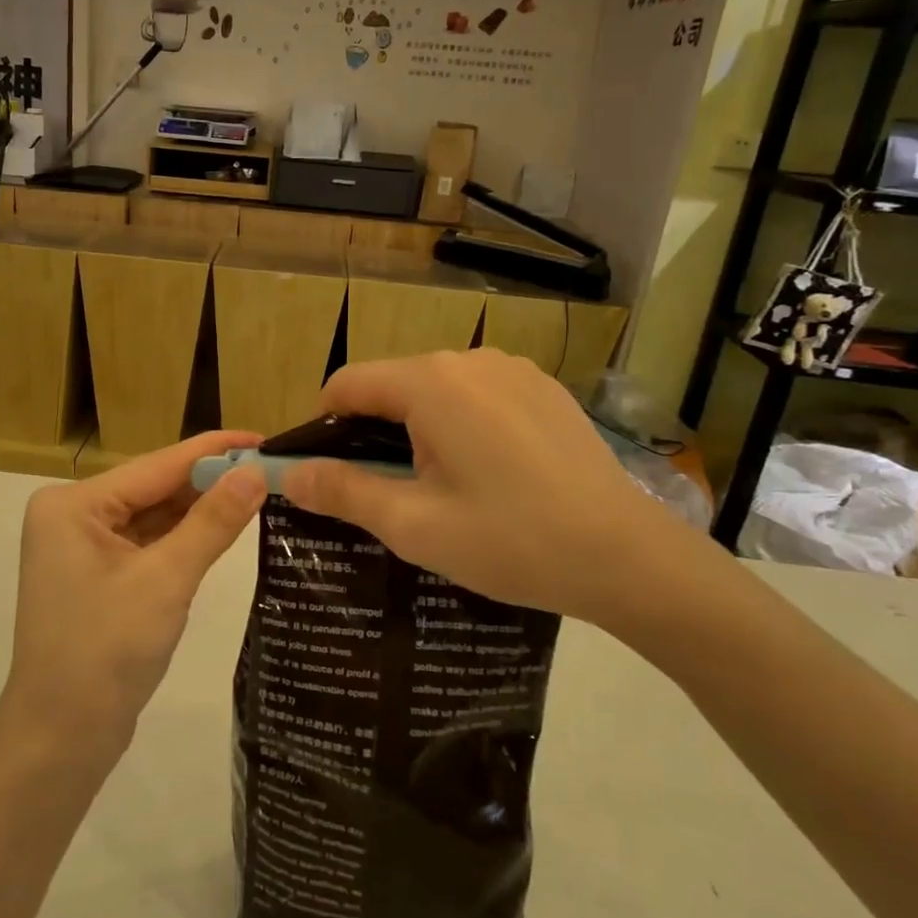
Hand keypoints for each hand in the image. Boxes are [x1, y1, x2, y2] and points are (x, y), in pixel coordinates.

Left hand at [0, 431, 268, 764]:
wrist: (61, 740)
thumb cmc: (106, 652)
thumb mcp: (166, 580)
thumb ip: (212, 522)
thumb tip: (256, 472)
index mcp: (73, 505)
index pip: (157, 465)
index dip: (213, 450)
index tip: (264, 438)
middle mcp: (74, 515)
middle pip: (155, 487)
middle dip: (210, 481)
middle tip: (271, 470)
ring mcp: (84, 547)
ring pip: (154, 516)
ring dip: (201, 509)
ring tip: (259, 492)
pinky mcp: (100, 576)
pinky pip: (149, 543)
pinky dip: (184, 538)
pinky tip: (225, 527)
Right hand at [281, 350, 686, 630]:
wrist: (630, 558)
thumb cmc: (511, 541)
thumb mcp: (414, 526)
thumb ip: (343, 492)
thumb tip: (288, 476)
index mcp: (431, 382)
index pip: (347, 384)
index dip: (322, 424)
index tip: (325, 472)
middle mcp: (469, 359)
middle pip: (392, 384)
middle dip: (371, 430)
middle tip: (381, 491)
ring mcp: (513, 370)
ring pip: (435, 389)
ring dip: (417, 428)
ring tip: (436, 486)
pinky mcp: (544, 388)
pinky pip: (478, 395)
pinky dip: (460, 423)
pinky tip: (486, 473)